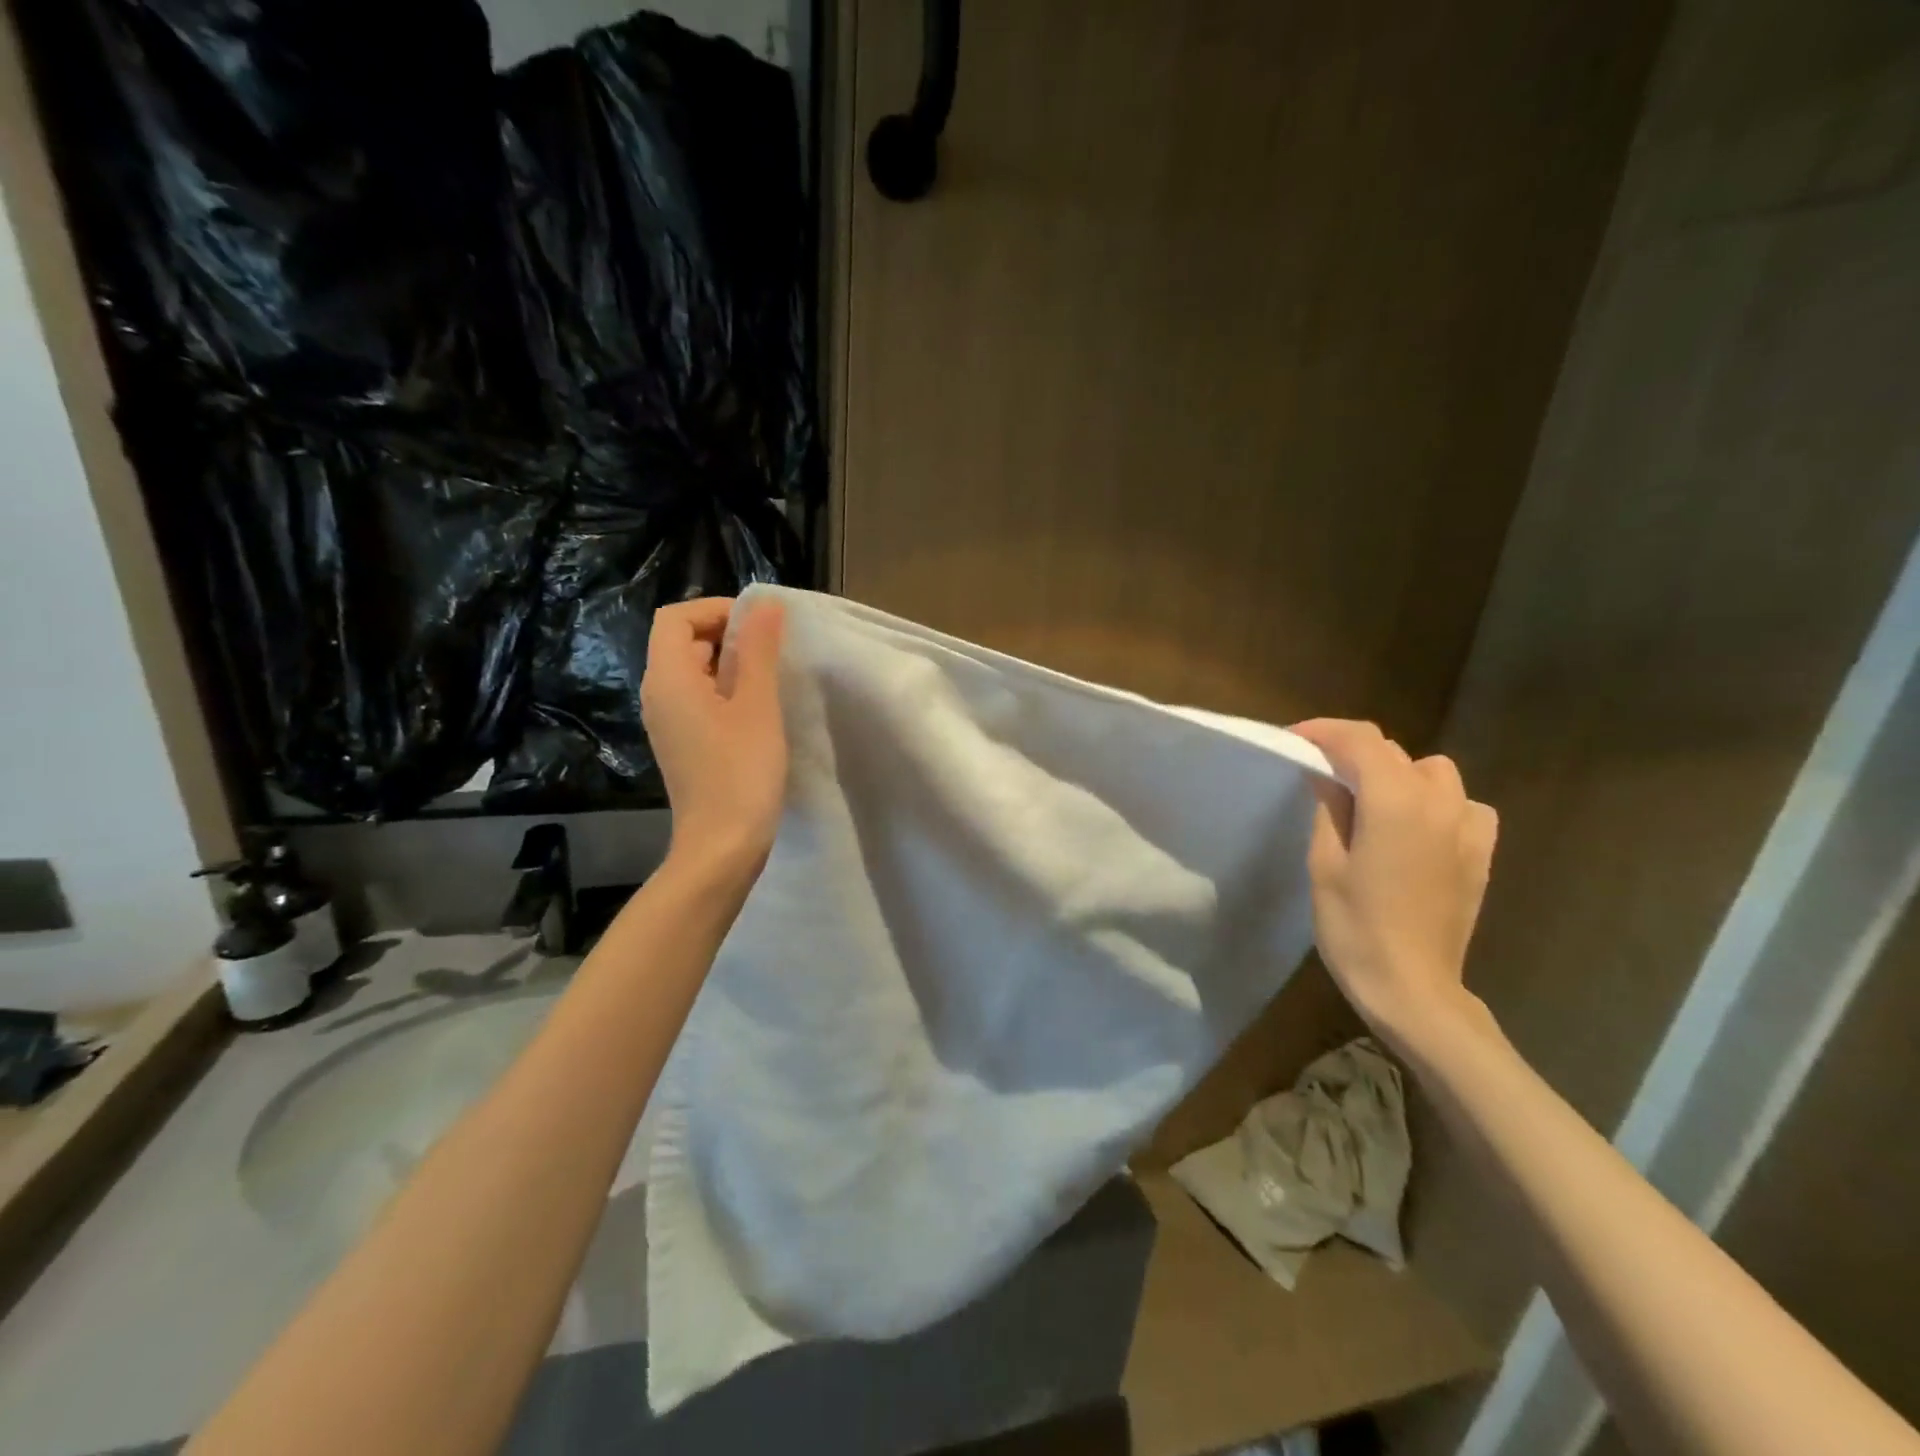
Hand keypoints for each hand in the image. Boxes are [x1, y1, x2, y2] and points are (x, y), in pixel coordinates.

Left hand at [641, 596, 788, 874]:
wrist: (722, 845)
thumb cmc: (741, 770)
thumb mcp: (757, 704)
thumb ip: (758, 649)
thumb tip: (766, 604)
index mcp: (668, 678)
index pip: (676, 618)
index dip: (715, 610)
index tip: (759, 625)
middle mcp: (658, 695)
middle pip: (682, 642)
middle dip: (726, 634)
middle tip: (772, 649)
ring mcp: (667, 722)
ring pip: (692, 672)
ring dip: (729, 663)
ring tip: (770, 677)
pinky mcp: (682, 743)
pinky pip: (697, 699)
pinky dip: (724, 690)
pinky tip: (757, 709)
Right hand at [1288, 719, 1499, 1045]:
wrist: (1412, 987)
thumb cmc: (1355, 927)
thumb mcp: (1325, 863)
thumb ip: (1330, 809)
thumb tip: (1327, 775)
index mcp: (1395, 801)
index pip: (1361, 741)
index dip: (1324, 732)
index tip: (1294, 740)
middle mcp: (1439, 803)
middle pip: (1394, 753)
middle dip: (1354, 754)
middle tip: (1319, 774)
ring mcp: (1468, 828)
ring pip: (1433, 772)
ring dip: (1397, 774)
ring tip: (1370, 801)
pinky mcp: (1481, 853)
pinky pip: (1462, 805)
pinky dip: (1435, 802)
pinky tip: (1416, 828)